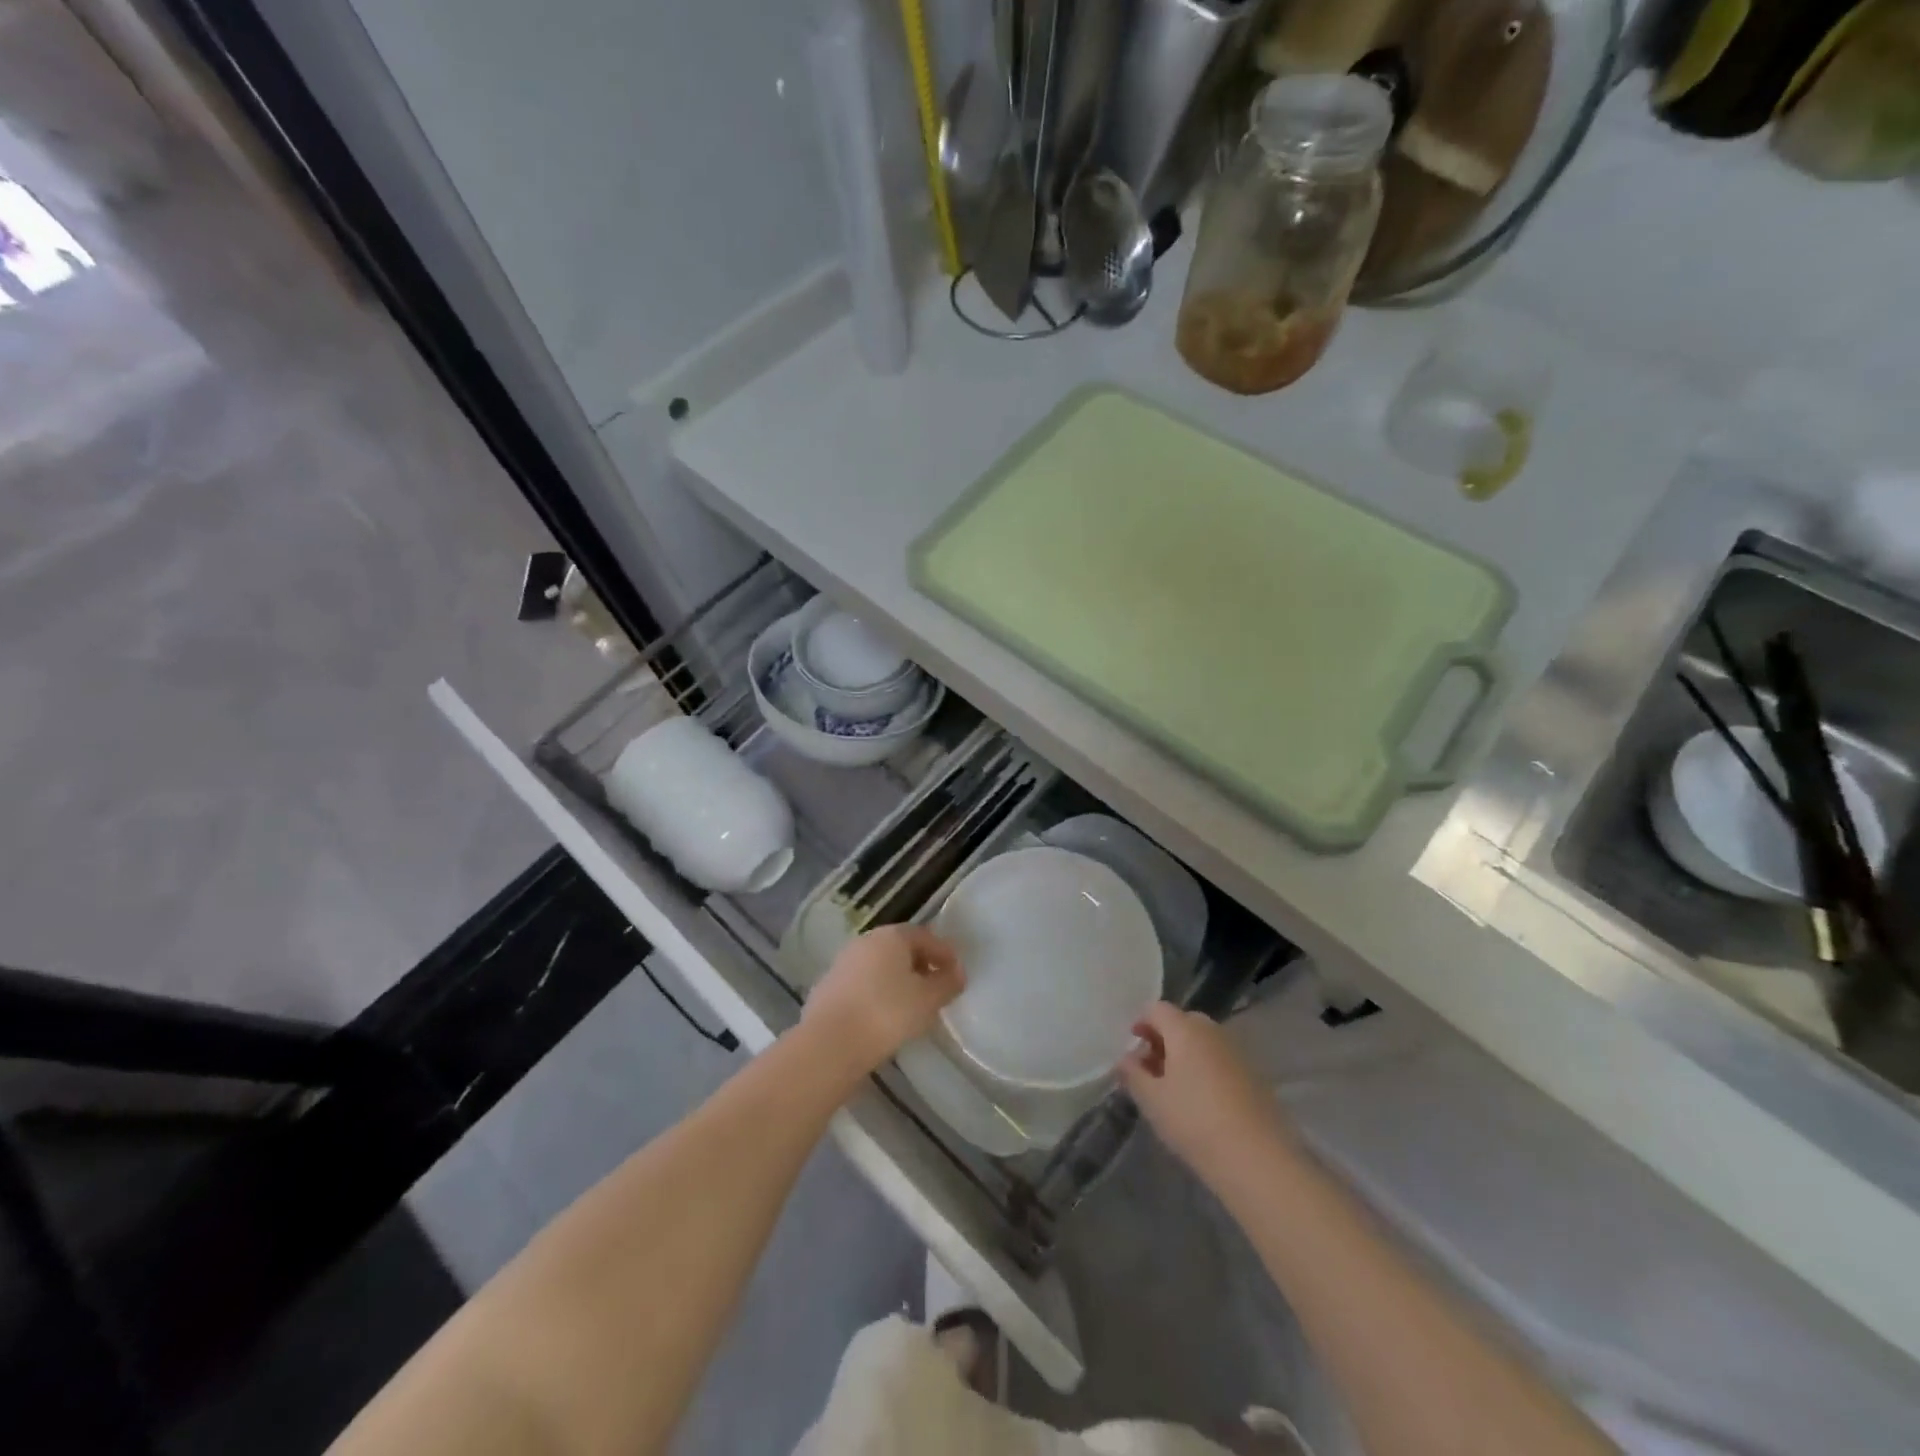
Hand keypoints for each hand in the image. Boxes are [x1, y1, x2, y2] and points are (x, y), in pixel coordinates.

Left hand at [803, 925, 964, 1076]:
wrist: (830, 1043)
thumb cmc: (887, 1013)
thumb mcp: (928, 1000)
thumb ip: (947, 983)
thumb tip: (957, 973)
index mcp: (891, 936)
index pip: (924, 936)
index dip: (944, 953)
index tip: (956, 973)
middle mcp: (865, 941)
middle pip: (899, 948)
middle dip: (920, 964)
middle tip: (935, 987)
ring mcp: (842, 963)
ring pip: (878, 966)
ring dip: (897, 980)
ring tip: (911, 1005)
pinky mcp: (827, 988)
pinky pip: (862, 985)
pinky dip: (877, 994)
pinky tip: (883, 1016)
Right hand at [1119, 1002, 1289, 1189]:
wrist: (1259, 1160)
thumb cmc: (1195, 1122)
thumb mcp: (1152, 1100)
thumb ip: (1132, 1074)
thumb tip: (1125, 1059)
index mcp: (1186, 1030)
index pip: (1158, 1009)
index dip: (1141, 1022)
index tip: (1133, 1048)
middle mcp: (1213, 1032)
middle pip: (1183, 1022)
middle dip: (1164, 1039)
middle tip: (1151, 1069)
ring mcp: (1238, 1053)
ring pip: (1204, 1042)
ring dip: (1186, 1055)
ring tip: (1175, 1089)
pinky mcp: (1255, 1077)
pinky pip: (1221, 1060)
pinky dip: (1207, 1070)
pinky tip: (1203, 1102)